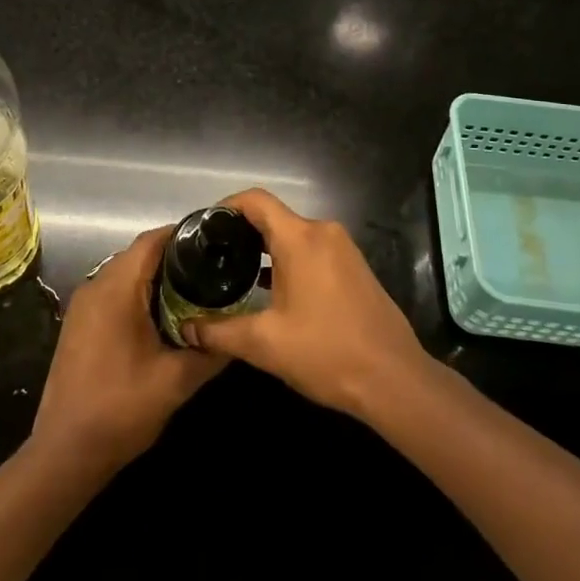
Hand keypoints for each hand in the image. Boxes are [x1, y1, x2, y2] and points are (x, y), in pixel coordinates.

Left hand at [31, 226, 224, 472]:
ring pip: (125, 274)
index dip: (184, 235)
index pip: (152, 241)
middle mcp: (95, 286)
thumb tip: (237, 332)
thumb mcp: (176, 381)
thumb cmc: (121, 409)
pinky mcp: (78, 325)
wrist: (65, 454)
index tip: (215, 244)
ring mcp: (82, 306)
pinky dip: (138, 295)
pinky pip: (113, 293)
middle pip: (139, 255)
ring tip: (193, 292)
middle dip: (175, 258)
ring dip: (156, 278)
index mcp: (116, 289)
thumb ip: (211, 351)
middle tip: (211, 271)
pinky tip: (162, 318)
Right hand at [183, 189, 429, 418]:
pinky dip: (289, 261)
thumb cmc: (326, 352)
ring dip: (266, 249)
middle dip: (242, 232)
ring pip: (294, 235)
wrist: (393, 379)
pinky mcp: (354, 267)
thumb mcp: (264, 344)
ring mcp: (343, 249)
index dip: (226, 206)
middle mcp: (323, 232)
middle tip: (214, 256)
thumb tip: (186, 328)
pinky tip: (273, 290)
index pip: (256, 200)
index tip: (204, 227)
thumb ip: (219, 332)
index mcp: (300, 238)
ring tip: (236, 273)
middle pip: (274, 217)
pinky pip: (313, 250)